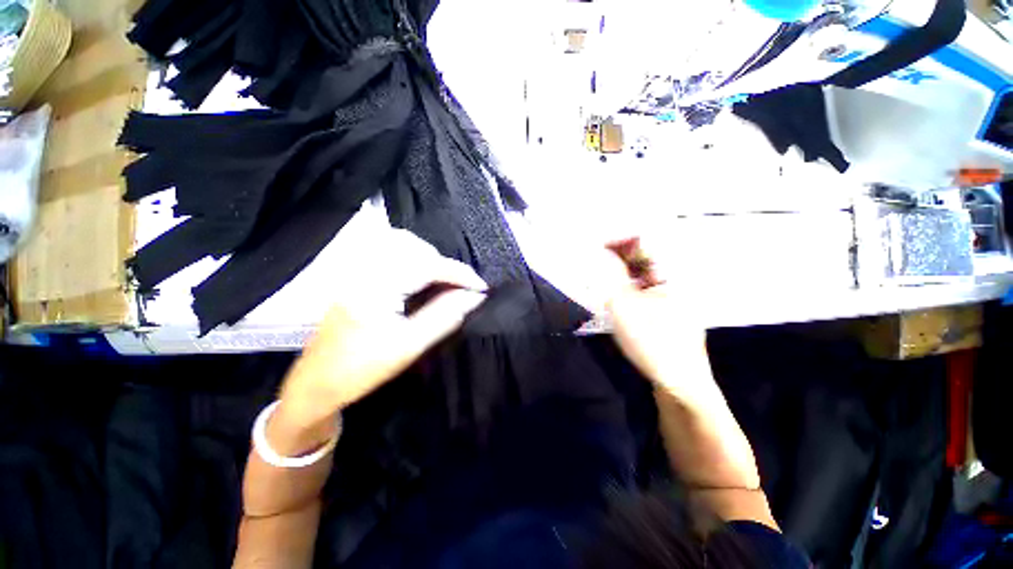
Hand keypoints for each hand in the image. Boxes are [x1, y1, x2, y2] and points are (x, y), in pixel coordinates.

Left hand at [270, 230, 486, 454]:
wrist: (316, 384)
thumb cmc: (362, 370)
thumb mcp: (410, 346)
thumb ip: (445, 317)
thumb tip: (475, 298)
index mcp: (375, 288)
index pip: (427, 265)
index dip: (459, 273)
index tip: (481, 287)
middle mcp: (364, 270)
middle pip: (414, 247)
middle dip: (444, 264)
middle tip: (460, 288)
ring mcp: (357, 270)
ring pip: (401, 244)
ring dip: (429, 258)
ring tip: (443, 282)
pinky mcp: (356, 275)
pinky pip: (390, 252)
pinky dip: (414, 259)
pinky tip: (422, 278)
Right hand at [603, 237, 713, 404]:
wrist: (680, 384)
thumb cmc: (653, 341)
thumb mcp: (625, 305)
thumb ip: (612, 275)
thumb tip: (601, 252)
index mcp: (671, 273)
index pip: (644, 243)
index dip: (618, 239)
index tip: (595, 244)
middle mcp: (674, 280)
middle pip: (644, 258)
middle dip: (617, 255)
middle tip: (594, 259)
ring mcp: (672, 296)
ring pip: (642, 274)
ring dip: (620, 271)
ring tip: (600, 273)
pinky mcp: (666, 311)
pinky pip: (644, 289)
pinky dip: (627, 286)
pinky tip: (615, 292)